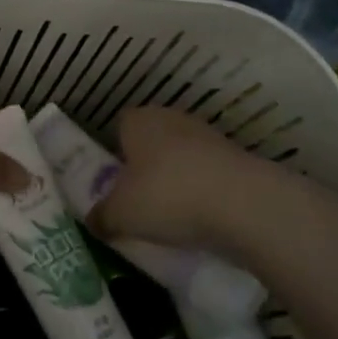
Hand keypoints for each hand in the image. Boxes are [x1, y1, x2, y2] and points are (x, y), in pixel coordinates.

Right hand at [88, 106, 309, 249]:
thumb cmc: (168, 196)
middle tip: (140, 202)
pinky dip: (205, 192)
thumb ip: (102, 216)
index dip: (115, 152)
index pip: (119, 126)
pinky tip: (203, 219)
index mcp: (138, 120)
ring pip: (182, 157)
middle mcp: (170, 118)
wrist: (245, 205)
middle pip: (151, 141)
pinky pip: (209, 174)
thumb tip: (92, 221)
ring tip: (173, 216)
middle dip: (146, 167)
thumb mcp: (121, 215)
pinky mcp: (237, 157)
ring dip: (178, 180)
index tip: (115, 182)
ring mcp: (208, 135)